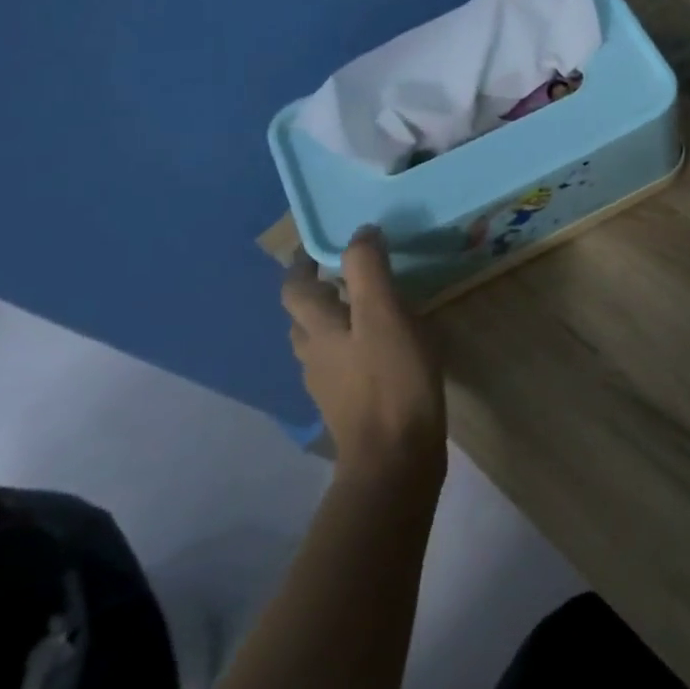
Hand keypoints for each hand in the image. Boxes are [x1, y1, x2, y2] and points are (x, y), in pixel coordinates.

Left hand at [281, 229, 445, 481]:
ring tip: (366, 306)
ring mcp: (329, 384)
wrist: (394, 455)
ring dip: (334, 319)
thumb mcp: (384, 313)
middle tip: (347, 272)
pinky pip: (342, 364)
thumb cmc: (392, 378)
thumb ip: (368, 269)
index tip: (319, 245)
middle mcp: (314, 354)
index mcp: (319, 329)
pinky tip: (382, 348)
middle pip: (303, 316)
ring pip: (320, 342)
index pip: (295, 288)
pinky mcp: (349, 405)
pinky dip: (352, 346)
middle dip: (318, 290)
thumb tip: (360, 232)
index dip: (302, 264)